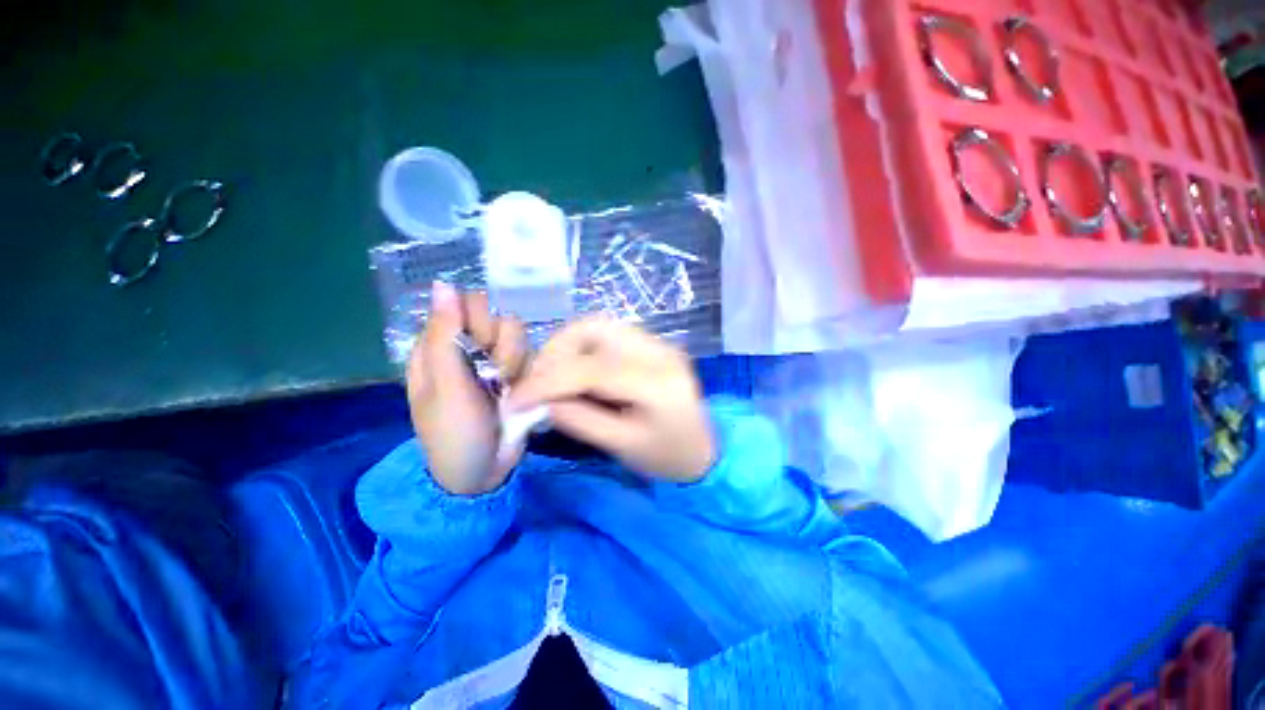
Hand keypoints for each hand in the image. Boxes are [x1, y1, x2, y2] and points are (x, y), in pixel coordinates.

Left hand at [407, 283, 529, 494]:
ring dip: (515, 363)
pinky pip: (531, 356)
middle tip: (493, 374)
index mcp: (440, 346)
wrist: (483, 474)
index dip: (479, 319)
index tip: (481, 342)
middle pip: (498, 317)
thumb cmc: (454, 432)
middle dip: (501, 344)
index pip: (466, 305)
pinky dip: (528, 374)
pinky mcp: (518, 374)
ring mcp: (496, 361)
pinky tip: (518, 395)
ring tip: (505, 391)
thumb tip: (443, 285)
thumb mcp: (445, 386)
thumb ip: (445, 336)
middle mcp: (469, 348)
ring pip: (518, 336)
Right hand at [507, 318, 714, 483]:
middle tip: (537, 382)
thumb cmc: (668, 457)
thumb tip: (542, 400)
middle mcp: (660, 350)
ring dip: (567, 346)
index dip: (547, 381)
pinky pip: (609, 334)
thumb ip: (580, 420)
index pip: (593, 369)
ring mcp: (658, 342)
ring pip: (599, 325)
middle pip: (595, 329)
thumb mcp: (622, 447)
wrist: (704, 448)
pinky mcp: (653, 343)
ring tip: (553, 377)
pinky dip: (583, 348)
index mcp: (658, 384)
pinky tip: (576, 370)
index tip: (516, 399)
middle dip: (555, 351)